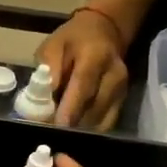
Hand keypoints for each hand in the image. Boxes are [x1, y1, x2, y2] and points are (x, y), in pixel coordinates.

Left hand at [35, 9, 129, 129]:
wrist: (104, 31)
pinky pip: (106, 122)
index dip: (70, 109)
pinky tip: (73, 131)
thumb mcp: (53, 45)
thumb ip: (49, 69)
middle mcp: (115, 75)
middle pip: (94, 108)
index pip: (84, 87)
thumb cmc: (73, 39)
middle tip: (50, 134)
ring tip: (58, 134)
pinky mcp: (123, 101)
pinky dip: (89, 130)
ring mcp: (122, 90)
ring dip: (79, 129)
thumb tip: (44, 97)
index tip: (55, 127)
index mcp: (96, 57)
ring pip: (101, 120)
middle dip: (72, 125)